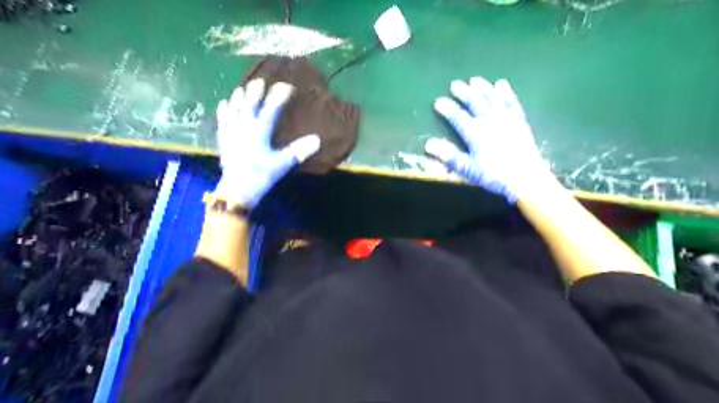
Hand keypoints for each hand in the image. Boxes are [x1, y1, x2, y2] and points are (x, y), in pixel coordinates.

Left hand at [212, 79, 319, 208]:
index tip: (287, 86)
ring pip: (234, 110)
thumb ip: (298, 151)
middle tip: (260, 81)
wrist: (236, 190)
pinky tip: (224, 104)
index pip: (270, 109)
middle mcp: (244, 128)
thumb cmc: (261, 176)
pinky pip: (223, 121)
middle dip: (255, 92)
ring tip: (241, 89)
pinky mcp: (224, 141)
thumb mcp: (282, 164)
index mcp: (259, 132)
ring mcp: (231, 133)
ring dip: (238, 99)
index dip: (278, 97)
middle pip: (249, 106)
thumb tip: (317, 139)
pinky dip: (224, 112)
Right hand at [422, 75, 548, 201]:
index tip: (438, 102)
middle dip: (464, 92)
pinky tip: (501, 85)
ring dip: (483, 88)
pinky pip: (511, 102)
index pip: (458, 117)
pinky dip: (506, 92)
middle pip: (475, 102)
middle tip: (455, 84)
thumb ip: (449, 155)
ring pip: (492, 98)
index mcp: (476, 133)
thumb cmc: (494, 175)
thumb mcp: (468, 169)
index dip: (447, 108)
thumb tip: (428, 144)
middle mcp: (490, 121)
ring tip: (475, 80)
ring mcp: (506, 118)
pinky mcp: (519, 120)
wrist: (526, 178)